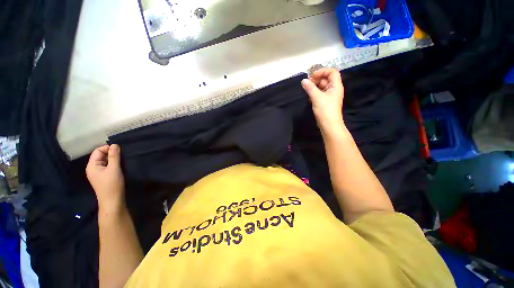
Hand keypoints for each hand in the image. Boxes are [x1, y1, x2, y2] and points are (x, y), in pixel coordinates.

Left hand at [86, 144, 125, 214]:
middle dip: (111, 153)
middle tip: (122, 155)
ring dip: (113, 159)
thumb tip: (115, 145)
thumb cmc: (112, 184)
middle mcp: (93, 168)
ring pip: (105, 161)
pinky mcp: (104, 176)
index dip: (107, 148)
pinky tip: (120, 166)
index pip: (97, 151)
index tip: (119, 151)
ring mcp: (98, 173)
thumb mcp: (114, 168)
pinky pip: (107, 166)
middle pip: (101, 155)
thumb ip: (114, 156)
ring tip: (122, 160)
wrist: (112, 200)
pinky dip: (113, 164)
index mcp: (92, 165)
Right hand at [301, 68, 344, 130]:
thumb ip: (310, 88)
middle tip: (307, 83)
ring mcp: (329, 96)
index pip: (332, 72)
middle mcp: (334, 89)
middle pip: (326, 78)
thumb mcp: (317, 97)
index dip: (322, 71)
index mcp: (336, 85)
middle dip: (316, 79)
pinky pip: (319, 93)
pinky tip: (308, 96)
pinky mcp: (325, 101)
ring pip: (322, 86)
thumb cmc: (325, 110)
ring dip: (314, 86)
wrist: (329, 125)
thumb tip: (303, 80)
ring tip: (306, 89)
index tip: (312, 76)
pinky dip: (314, 92)